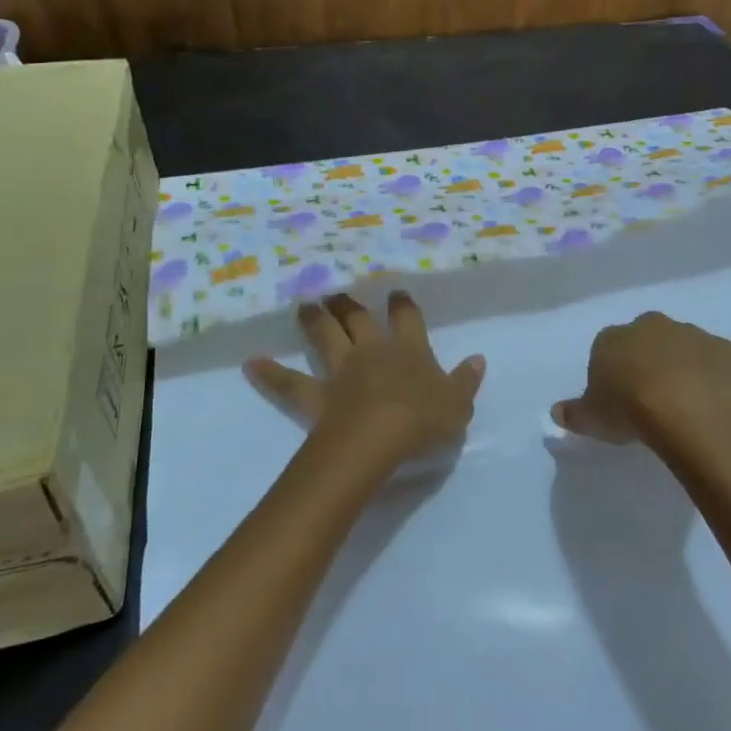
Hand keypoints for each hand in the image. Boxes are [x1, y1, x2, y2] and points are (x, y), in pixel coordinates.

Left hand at [244, 291, 484, 473]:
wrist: (379, 438)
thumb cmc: (423, 420)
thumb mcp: (458, 404)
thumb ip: (467, 380)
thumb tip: (478, 359)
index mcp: (409, 349)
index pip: (407, 318)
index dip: (402, 305)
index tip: (396, 293)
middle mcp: (372, 351)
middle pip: (358, 319)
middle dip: (350, 305)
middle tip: (339, 293)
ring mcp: (341, 370)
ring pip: (325, 336)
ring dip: (315, 321)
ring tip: (305, 306)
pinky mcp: (315, 394)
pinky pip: (288, 382)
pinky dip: (270, 372)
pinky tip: (252, 363)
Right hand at [551, 311, 730, 458]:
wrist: (689, 408)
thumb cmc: (629, 409)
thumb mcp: (592, 419)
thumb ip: (574, 413)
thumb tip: (557, 412)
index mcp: (612, 338)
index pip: (606, 349)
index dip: (611, 374)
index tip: (617, 400)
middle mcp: (649, 326)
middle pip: (644, 340)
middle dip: (646, 362)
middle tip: (650, 399)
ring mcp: (689, 334)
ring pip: (681, 347)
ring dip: (681, 367)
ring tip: (683, 404)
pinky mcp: (724, 349)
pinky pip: (714, 361)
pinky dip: (711, 376)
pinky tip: (711, 401)